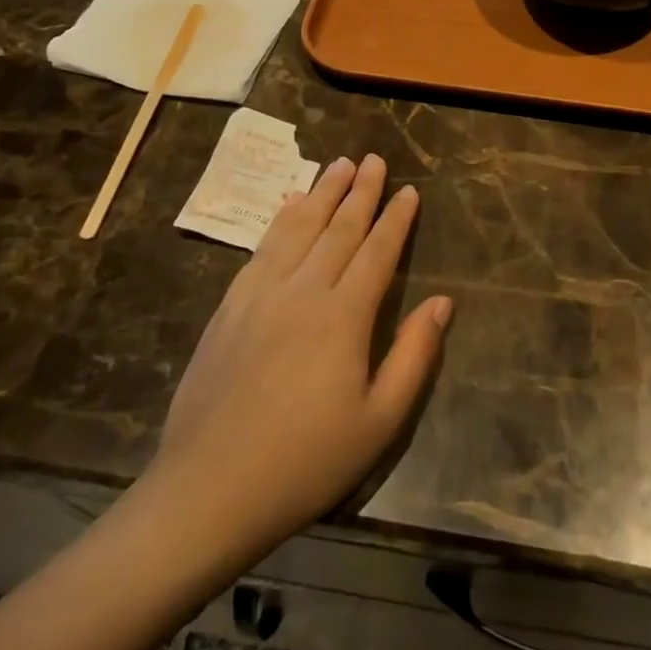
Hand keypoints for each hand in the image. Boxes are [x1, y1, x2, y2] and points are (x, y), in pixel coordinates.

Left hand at [139, 154, 450, 565]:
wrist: (209, 489)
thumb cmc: (306, 462)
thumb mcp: (379, 421)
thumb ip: (414, 356)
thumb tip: (442, 303)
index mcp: (343, 317)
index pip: (377, 252)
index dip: (396, 219)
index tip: (409, 191)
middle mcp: (302, 290)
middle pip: (338, 229)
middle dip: (360, 191)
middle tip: (374, 159)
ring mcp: (260, 294)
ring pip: (298, 228)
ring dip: (321, 193)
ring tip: (337, 165)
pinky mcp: (229, 307)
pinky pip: (261, 248)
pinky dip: (280, 220)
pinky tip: (288, 205)